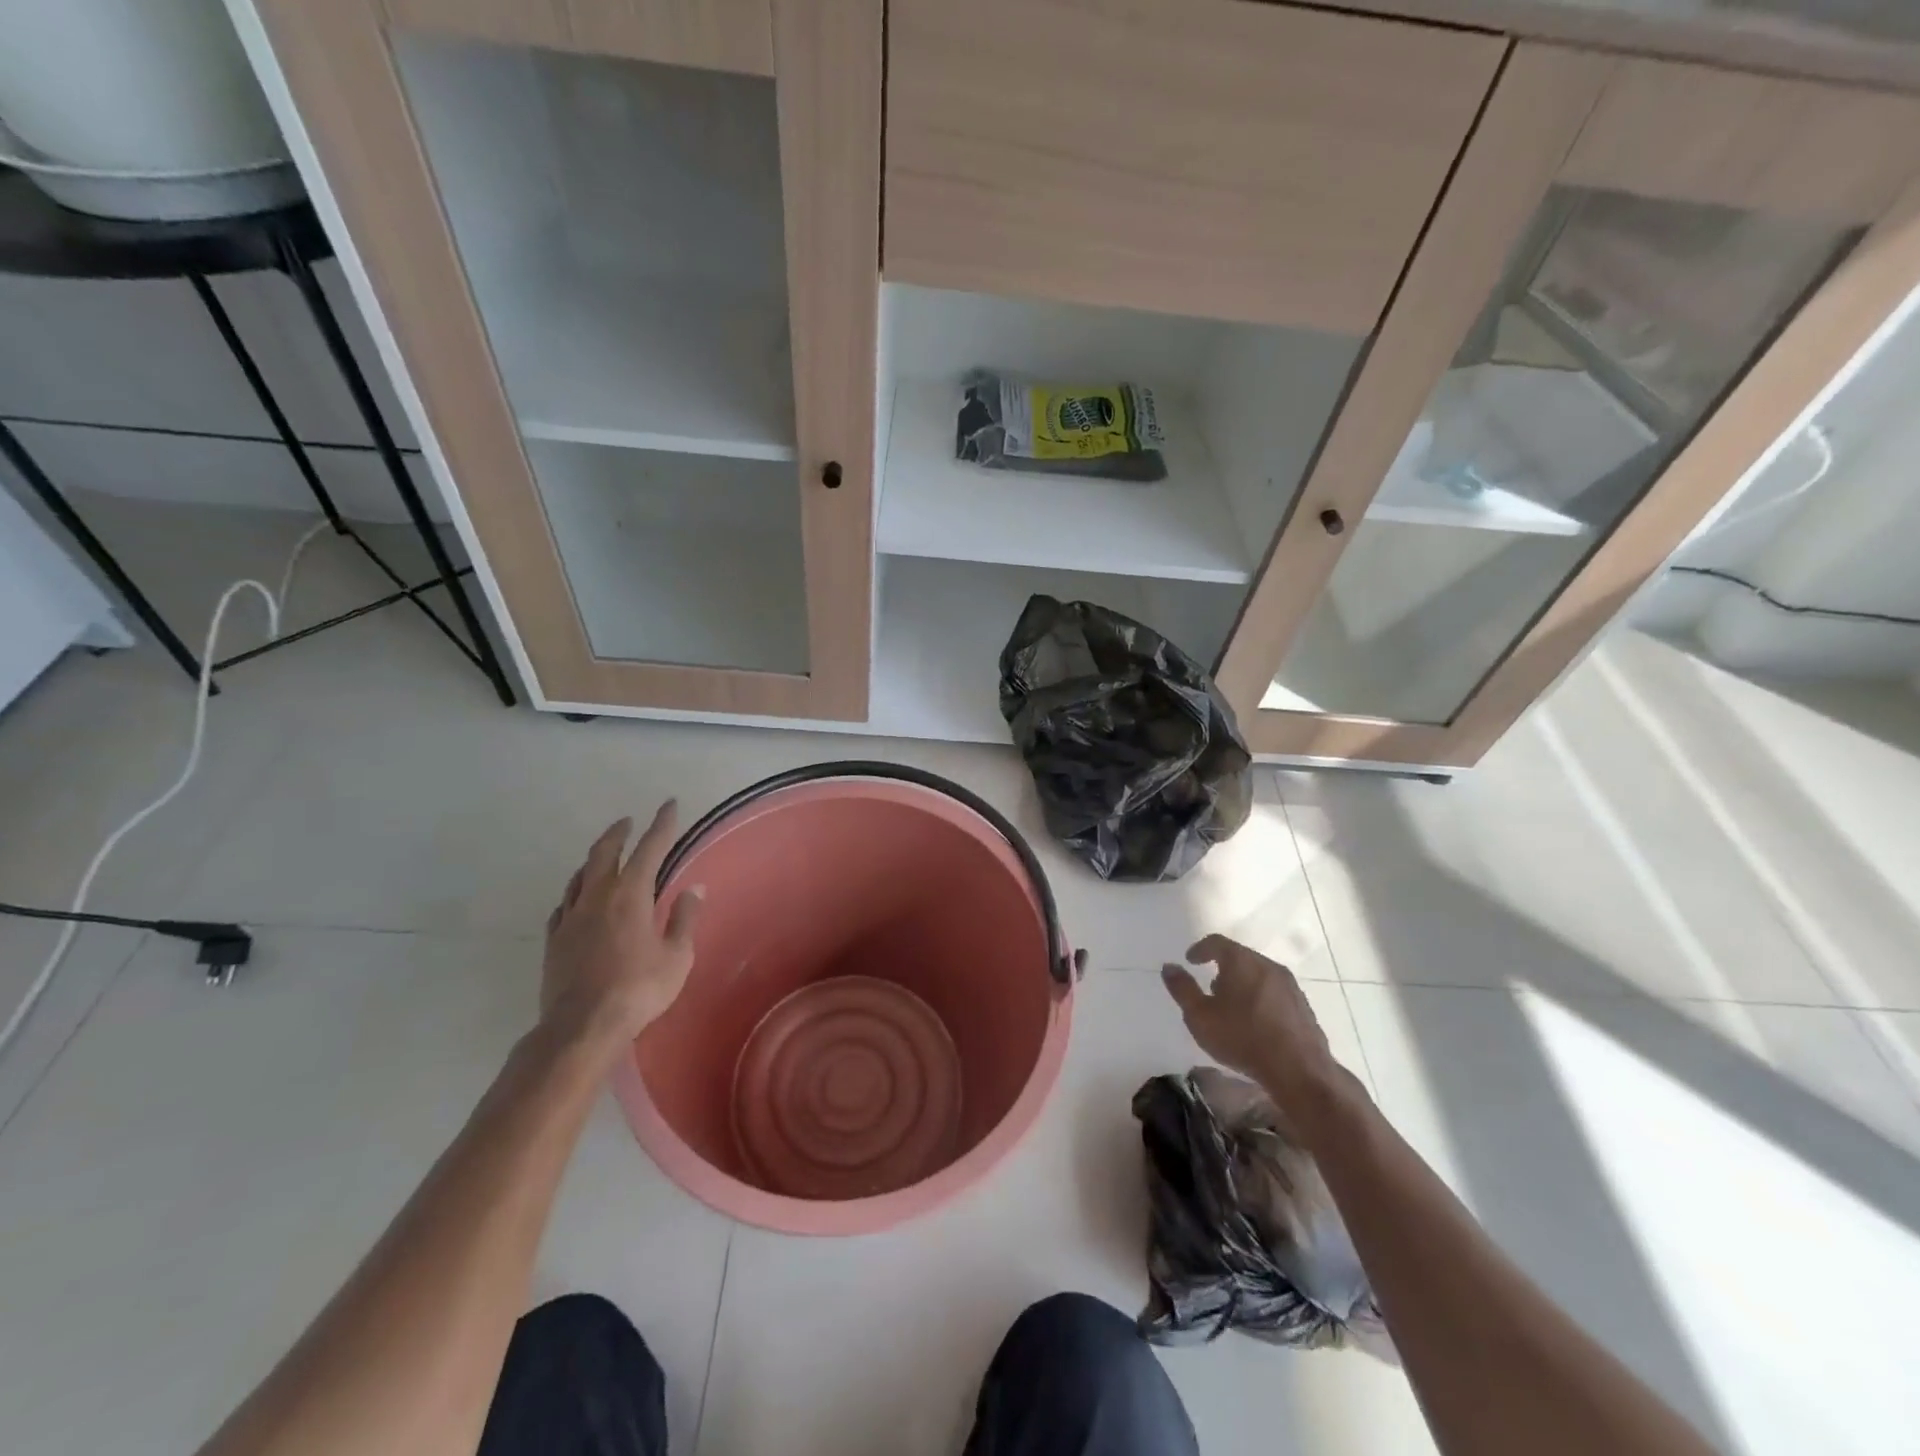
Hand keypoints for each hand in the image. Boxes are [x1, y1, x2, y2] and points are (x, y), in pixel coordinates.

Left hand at [541, 802, 702, 1057]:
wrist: (581, 1027)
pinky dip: (575, 892)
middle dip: (618, 833)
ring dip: (594, 859)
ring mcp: (570, 918)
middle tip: (628, 821)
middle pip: (604, 853)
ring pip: (579, 876)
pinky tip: (576, 899)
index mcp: (630, 895)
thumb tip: (694, 889)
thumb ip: (683, 919)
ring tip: (603, 855)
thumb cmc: (638, 989)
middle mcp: (597, 897)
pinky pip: (564, 905)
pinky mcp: (554, 941)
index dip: (662, 824)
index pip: (649, 848)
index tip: (669, 804)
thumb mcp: (676, 956)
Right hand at [1162, 935, 1345, 1115]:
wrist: (1299, 1070)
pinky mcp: (1303, 1006)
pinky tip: (1254, 1022)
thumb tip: (1169, 967)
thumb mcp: (1200, 1016)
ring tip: (1231, 1007)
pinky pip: (1274, 992)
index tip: (1190, 960)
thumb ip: (1182, 989)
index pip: (1217, 942)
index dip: (1200, 949)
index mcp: (1241, 961)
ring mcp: (1289, 985)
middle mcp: (1267, 965)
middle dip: (1222, 968)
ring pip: (1259, 975)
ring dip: (1242, 983)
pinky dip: (1259, 998)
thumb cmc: (1242, 1038)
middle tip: (1209, 987)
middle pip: (1240, 957)